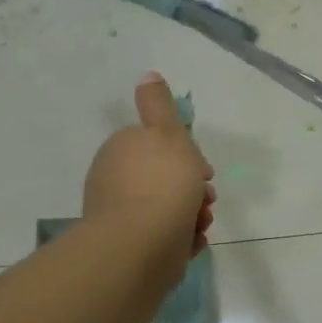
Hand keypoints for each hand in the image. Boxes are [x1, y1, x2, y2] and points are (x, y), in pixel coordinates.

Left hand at [83, 74, 215, 257]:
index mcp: (122, 150)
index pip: (159, 147)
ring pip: (168, 209)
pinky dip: (181, 238)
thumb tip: (147, 75)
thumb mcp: (167, 132)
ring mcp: (121, 216)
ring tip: (200, 224)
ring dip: (192, 215)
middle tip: (206, 199)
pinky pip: (164, 237)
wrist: (141, 246)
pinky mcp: (129, 247)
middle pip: (166, 179)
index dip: (188, 157)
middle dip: (193, 189)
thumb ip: (159, 104)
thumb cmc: (162, 184)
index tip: (204, 171)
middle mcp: (115, 181)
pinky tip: (189, 242)